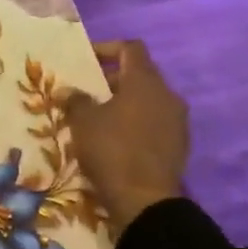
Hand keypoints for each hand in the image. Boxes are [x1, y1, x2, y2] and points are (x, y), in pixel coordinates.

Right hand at [65, 41, 189, 239]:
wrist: (145, 200)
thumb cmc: (111, 149)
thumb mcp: (83, 121)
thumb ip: (75, 100)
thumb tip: (68, 90)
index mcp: (145, 81)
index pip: (131, 48)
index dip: (107, 48)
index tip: (87, 61)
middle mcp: (167, 95)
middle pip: (140, 75)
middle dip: (112, 80)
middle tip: (88, 93)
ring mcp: (177, 121)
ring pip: (148, 101)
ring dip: (125, 104)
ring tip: (99, 119)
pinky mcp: (179, 145)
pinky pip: (155, 123)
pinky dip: (136, 124)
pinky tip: (116, 141)